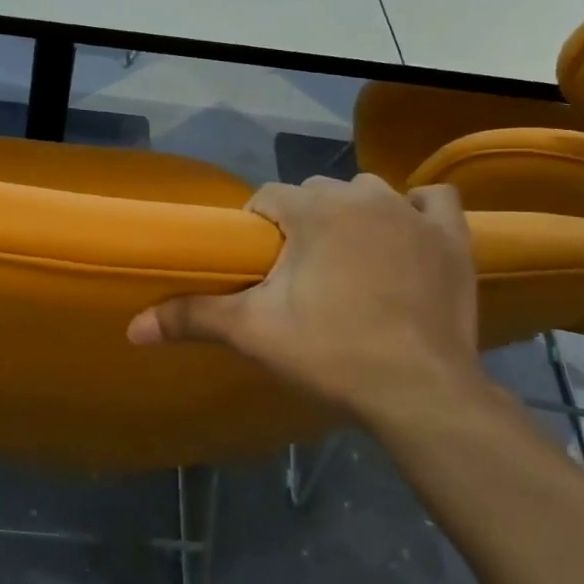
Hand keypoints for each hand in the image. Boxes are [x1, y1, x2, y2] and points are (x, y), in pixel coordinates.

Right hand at [128, 176, 502, 431]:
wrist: (420, 391)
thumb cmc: (331, 353)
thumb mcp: (253, 333)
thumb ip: (192, 318)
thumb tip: (131, 328)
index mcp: (312, 210)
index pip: (267, 198)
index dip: (257, 229)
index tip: (260, 267)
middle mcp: (361, 197)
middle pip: (315, 194)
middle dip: (301, 223)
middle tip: (299, 275)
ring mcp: (412, 214)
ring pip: (368, 193)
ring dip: (353, 215)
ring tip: (348, 260)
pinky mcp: (452, 238)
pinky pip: (432, 202)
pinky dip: (418, 211)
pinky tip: (407, 233)